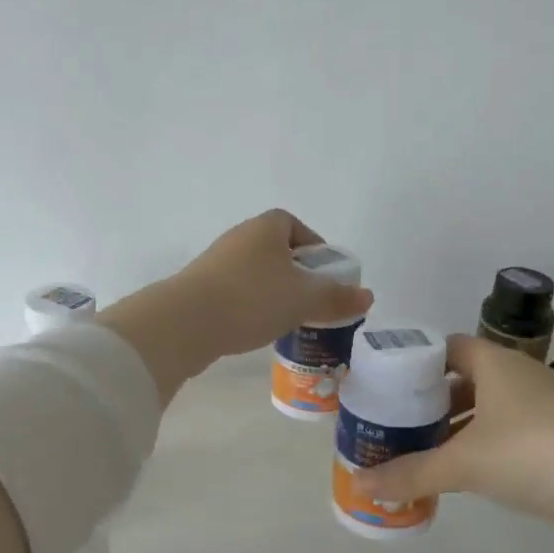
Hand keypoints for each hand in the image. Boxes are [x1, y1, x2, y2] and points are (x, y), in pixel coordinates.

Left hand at [171, 208, 374, 359]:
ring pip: (256, 273)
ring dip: (273, 291)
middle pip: (276, 250)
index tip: (324, 273)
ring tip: (288, 319)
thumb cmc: (252, 299)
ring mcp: (215, 263)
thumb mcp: (303, 299)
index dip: (313, 245)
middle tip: (311, 300)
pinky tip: (257, 328)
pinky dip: (251, 305)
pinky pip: (236, 292)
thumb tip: (368, 296)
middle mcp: (239, 238)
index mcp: (265, 228)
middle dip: (296, 273)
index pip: (293, 224)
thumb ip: (337, 297)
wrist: (185, 323)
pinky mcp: (199, 289)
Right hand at [355, 334, 553, 552]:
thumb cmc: (535, 451)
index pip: (447, 348)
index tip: (383, 383)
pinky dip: (476, 457)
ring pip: (482, 416)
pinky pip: (501, 446)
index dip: (415, 361)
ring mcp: (538, 416)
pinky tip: (452, 478)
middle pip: (462, 382)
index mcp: (496, 364)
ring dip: (451, 433)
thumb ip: (412, 472)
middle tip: (389, 423)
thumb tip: (362, 485)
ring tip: (410, 452)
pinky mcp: (551, 451)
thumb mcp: (465, 461)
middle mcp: (517, 382)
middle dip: (427, 402)